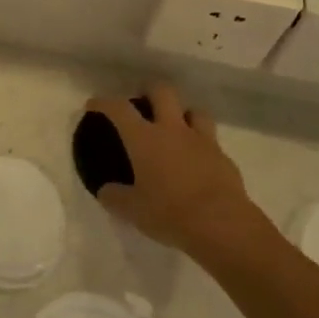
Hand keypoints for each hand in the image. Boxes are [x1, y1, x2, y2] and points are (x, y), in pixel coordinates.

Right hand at [84, 83, 256, 255]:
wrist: (223, 226)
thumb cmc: (170, 214)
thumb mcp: (133, 210)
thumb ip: (115, 197)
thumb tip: (106, 191)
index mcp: (144, 138)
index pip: (118, 108)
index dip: (103, 102)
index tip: (94, 105)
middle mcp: (173, 130)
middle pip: (162, 91)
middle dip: (149, 91)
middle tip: (142, 104)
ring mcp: (202, 141)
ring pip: (194, 110)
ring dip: (182, 114)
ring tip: (175, 129)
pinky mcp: (224, 158)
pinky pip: (211, 142)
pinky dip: (201, 146)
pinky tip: (197, 163)